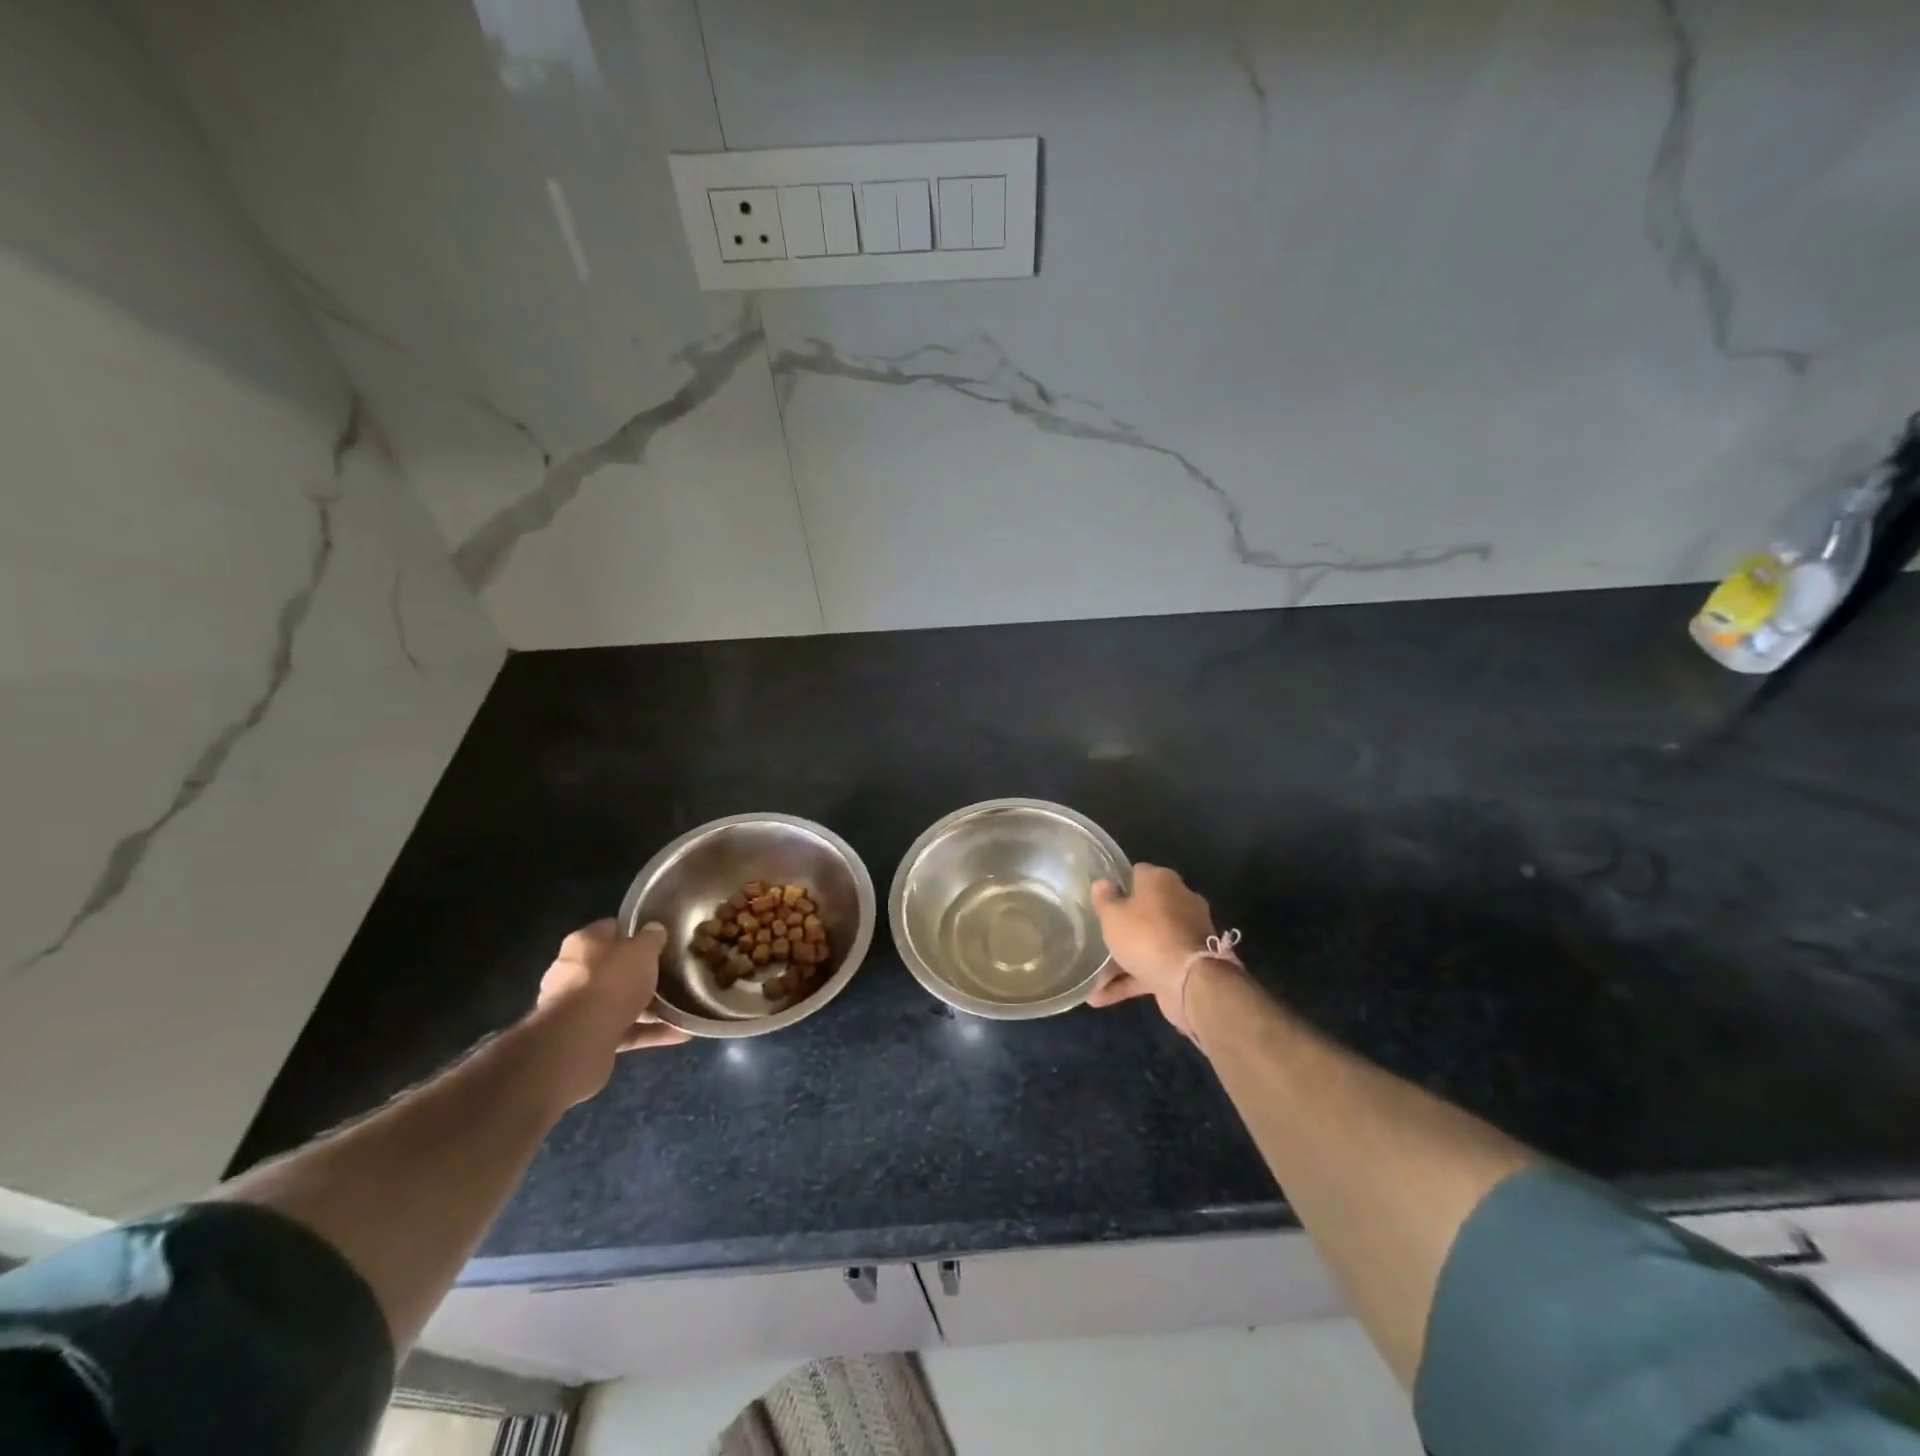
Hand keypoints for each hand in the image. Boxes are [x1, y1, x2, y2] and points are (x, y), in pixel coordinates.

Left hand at [532, 919, 690, 1104]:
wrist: (579, 1039)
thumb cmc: (612, 980)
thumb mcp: (643, 950)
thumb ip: (651, 938)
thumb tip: (655, 930)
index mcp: (583, 943)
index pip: (611, 929)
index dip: (635, 932)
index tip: (659, 939)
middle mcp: (571, 972)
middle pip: (612, 968)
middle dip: (638, 974)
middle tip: (669, 975)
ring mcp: (574, 1009)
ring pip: (617, 1003)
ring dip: (646, 1007)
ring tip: (680, 1008)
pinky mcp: (582, 1038)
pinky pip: (621, 1031)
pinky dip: (647, 1032)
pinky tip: (678, 1033)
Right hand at [1087, 864, 1234, 1034]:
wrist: (1189, 981)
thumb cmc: (1145, 935)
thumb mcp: (1113, 916)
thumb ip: (1105, 899)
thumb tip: (1102, 883)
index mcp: (1162, 881)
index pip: (1137, 873)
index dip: (1118, 885)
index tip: (1101, 899)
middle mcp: (1179, 901)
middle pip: (1146, 908)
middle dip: (1125, 923)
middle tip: (1099, 934)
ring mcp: (1187, 934)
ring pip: (1149, 940)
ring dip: (1124, 957)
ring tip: (1093, 976)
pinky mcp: (1187, 963)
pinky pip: (1154, 966)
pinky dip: (1131, 980)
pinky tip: (1100, 998)